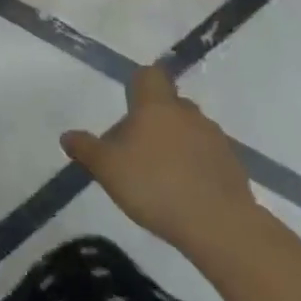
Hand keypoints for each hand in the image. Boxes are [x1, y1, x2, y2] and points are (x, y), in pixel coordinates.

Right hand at [61, 67, 262, 256]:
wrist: (219, 225)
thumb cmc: (155, 186)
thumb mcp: (107, 169)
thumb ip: (86, 149)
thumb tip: (67, 135)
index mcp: (156, 106)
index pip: (149, 75)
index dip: (139, 84)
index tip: (129, 104)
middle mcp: (188, 113)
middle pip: (169, 104)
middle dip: (155, 119)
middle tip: (138, 149)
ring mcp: (215, 138)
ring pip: (190, 129)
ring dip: (177, 143)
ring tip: (162, 175)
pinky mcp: (233, 165)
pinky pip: (208, 155)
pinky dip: (196, 165)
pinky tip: (186, 192)